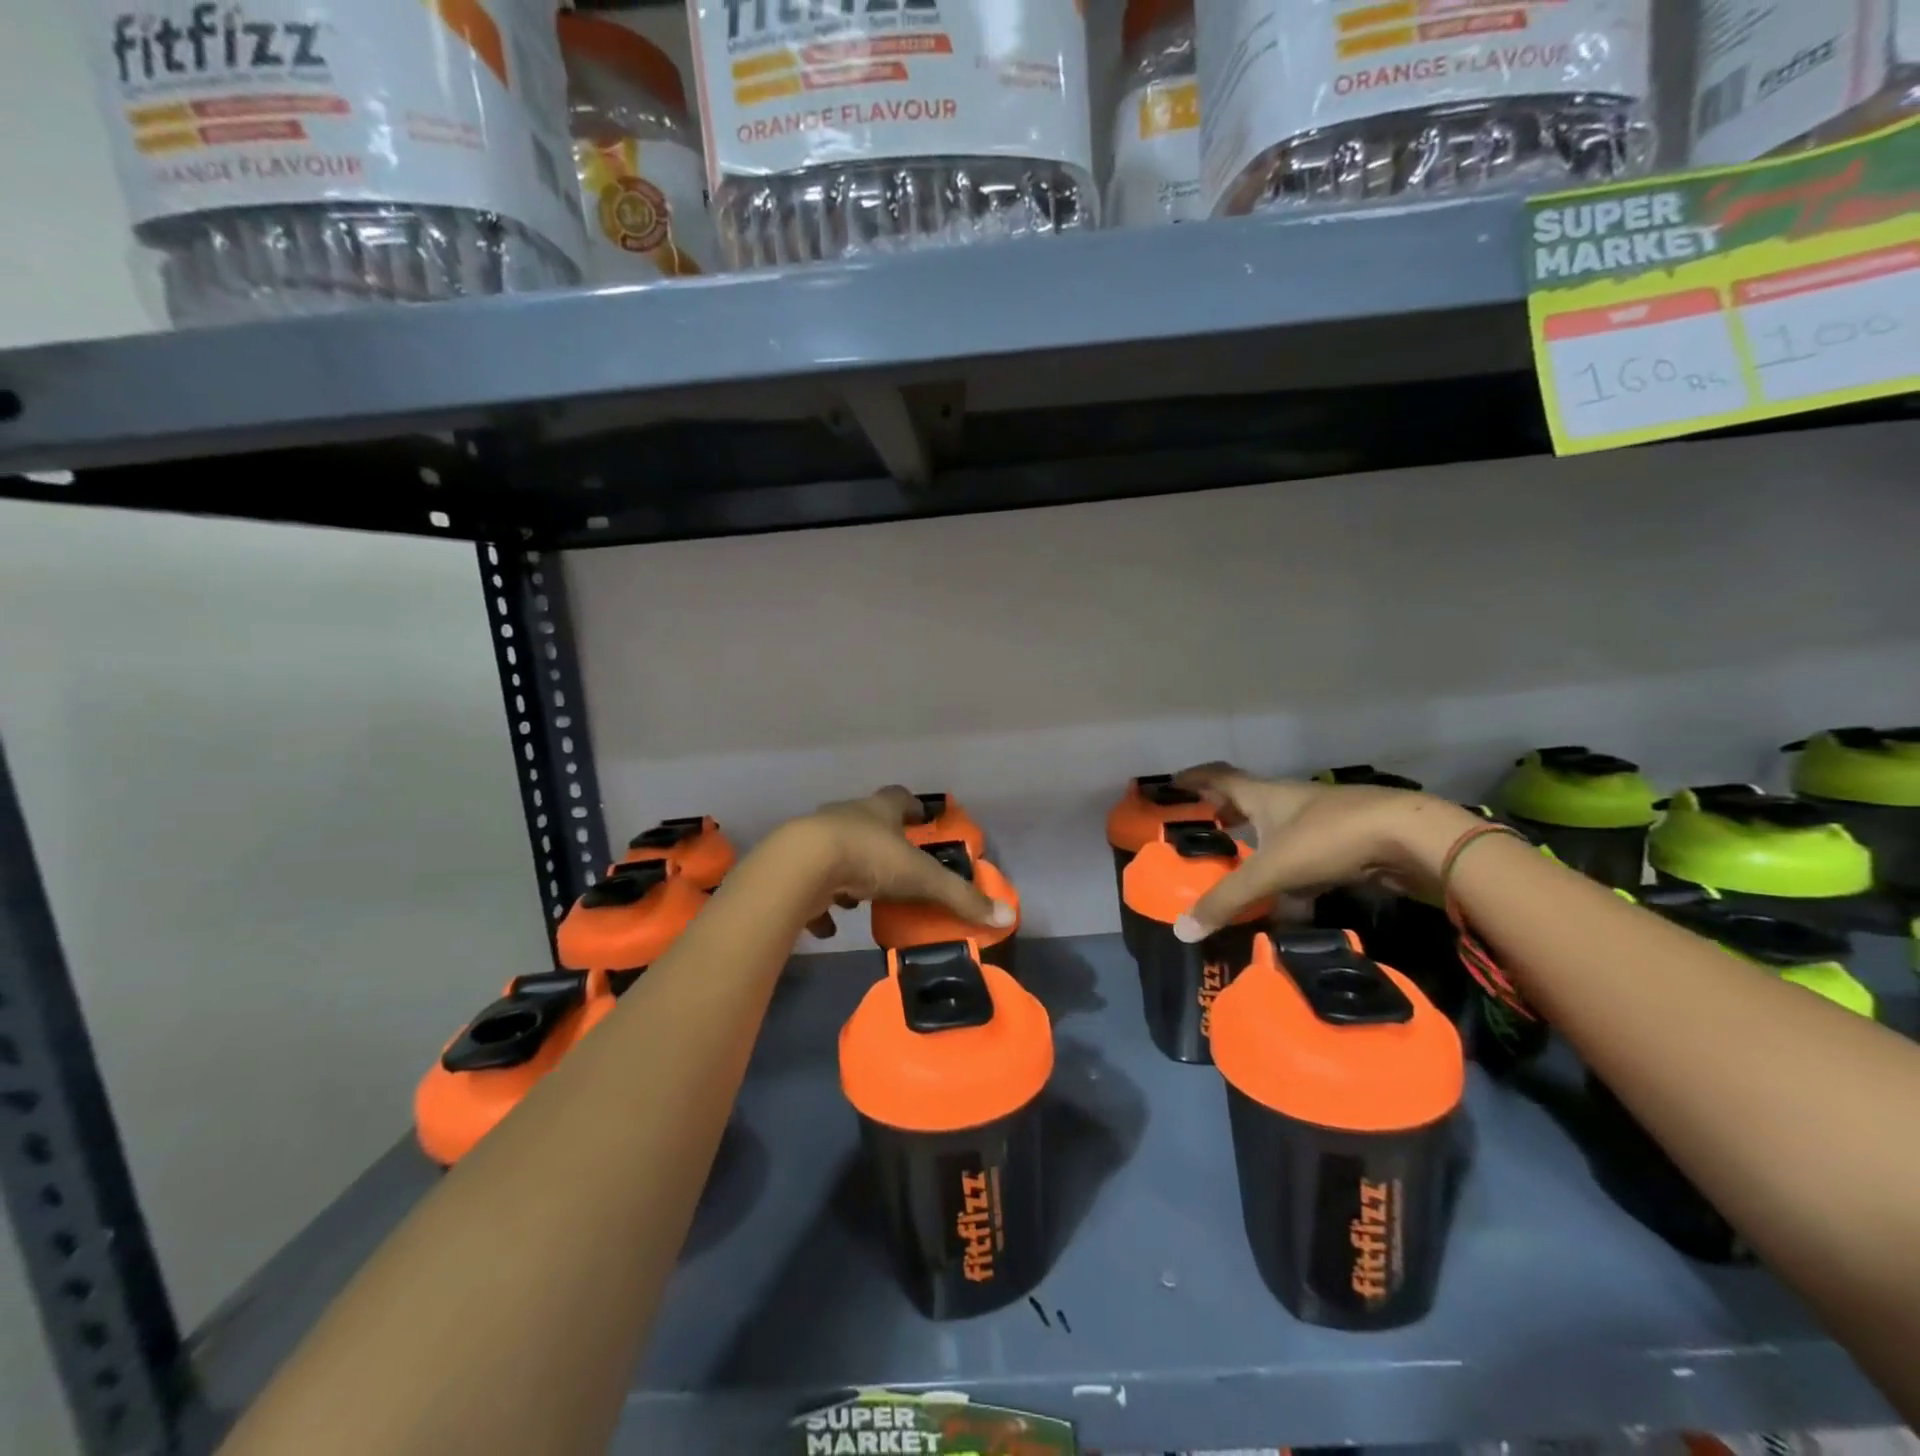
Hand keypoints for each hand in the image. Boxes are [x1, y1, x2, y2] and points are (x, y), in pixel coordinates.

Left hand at [786, 787, 1014, 939]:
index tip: (922, 816)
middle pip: (866, 822)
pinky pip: (811, 885)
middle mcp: (846, 817)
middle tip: (897, 864)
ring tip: (863, 897)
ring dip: (851, 872)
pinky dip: (821, 903)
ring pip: (838, 851)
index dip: (912, 806)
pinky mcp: (794, 868)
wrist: (801, 867)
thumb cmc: (868, 858)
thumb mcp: (920, 879)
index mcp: (878, 811)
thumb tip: (1005, 916)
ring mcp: (816, 840)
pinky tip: (827, 926)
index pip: (898, 798)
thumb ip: (959, 897)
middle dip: (881, 841)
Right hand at [1170, 763, 1479, 939]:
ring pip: (1279, 829)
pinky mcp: (1347, 842)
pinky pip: (1305, 855)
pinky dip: (1289, 872)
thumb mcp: (1271, 871)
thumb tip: (1181, 931)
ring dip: (1258, 842)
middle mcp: (1289, 801)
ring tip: (1241, 865)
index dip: (1195, 779)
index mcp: (1263, 795)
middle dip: (1225, 813)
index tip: (1174, 784)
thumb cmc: (1329, 838)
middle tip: (1206, 828)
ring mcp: (1321, 820)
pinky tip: (1289, 899)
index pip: (1219, 777)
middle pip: (1248, 800)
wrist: (1411, 838)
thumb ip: (1228, 899)